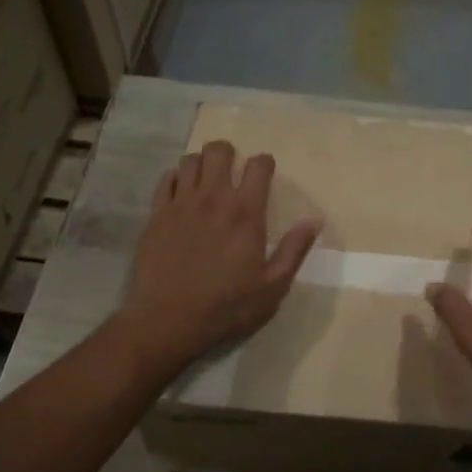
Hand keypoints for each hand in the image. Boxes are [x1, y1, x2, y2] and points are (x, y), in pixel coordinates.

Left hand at [116, 140, 320, 374]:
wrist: (167, 320)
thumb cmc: (226, 307)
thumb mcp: (272, 287)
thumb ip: (294, 250)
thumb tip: (315, 220)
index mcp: (246, 213)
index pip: (258, 166)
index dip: (264, 164)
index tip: (264, 174)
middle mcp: (213, 198)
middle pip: (219, 151)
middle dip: (228, 153)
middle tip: (232, 170)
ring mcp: (181, 203)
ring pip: (190, 160)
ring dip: (201, 164)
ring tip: (206, 180)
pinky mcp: (156, 214)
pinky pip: (166, 179)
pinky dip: (175, 178)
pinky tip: (181, 193)